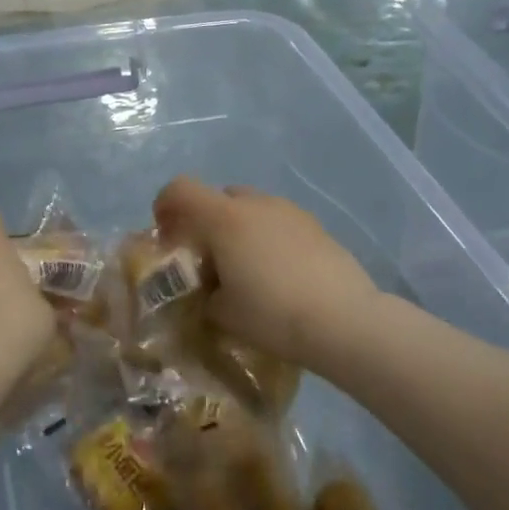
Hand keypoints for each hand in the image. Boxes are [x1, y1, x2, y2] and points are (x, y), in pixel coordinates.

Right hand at [153, 178, 379, 370]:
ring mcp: (289, 211)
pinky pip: (278, 222)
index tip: (166, 234)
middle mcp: (255, 204)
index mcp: (224, 218)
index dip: (164, 205)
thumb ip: (204, 295)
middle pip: (218, 197)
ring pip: (251, 208)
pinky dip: (268, 238)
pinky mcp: (316, 226)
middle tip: (208, 258)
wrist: (344, 320)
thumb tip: (208, 290)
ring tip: (247, 268)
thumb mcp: (223, 313)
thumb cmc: (273, 314)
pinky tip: (279, 274)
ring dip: (239, 229)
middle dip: (206, 221)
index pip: (180, 189)